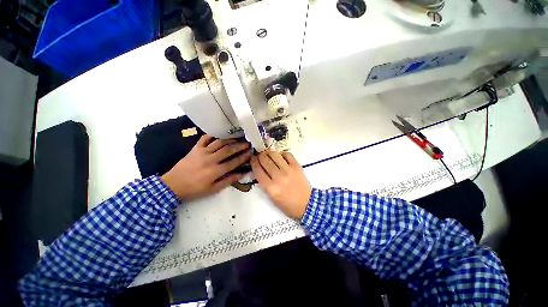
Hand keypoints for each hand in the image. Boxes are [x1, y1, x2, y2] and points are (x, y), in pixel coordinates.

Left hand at [161, 135, 250, 200]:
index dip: (243, 157)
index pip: (233, 162)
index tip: (250, 153)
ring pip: (219, 142)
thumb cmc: (194, 190)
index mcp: (215, 171)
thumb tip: (240, 174)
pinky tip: (220, 134)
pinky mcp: (195, 148)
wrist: (175, 184)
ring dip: (229, 139)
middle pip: (228, 149)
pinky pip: (206, 138)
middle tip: (247, 143)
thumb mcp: (212, 190)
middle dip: (239, 145)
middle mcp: (211, 159)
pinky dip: (213, 135)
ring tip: (237, 137)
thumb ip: (227, 181)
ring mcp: (202, 152)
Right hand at [251, 151, 310, 219]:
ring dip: (269, 153)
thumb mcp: (271, 197)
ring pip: (274, 155)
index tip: (253, 159)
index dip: (253, 162)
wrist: (306, 204)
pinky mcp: (297, 166)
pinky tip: (280, 157)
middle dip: (260, 156)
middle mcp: (278, 177)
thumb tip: (259, 169)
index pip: (257, 170)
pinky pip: (287, 154)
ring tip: (268, 154)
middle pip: (265, 160)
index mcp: (270, 188)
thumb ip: (264, 183)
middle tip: (259, 155)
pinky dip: (281, 154)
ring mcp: (288, 171)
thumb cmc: (287, 204)